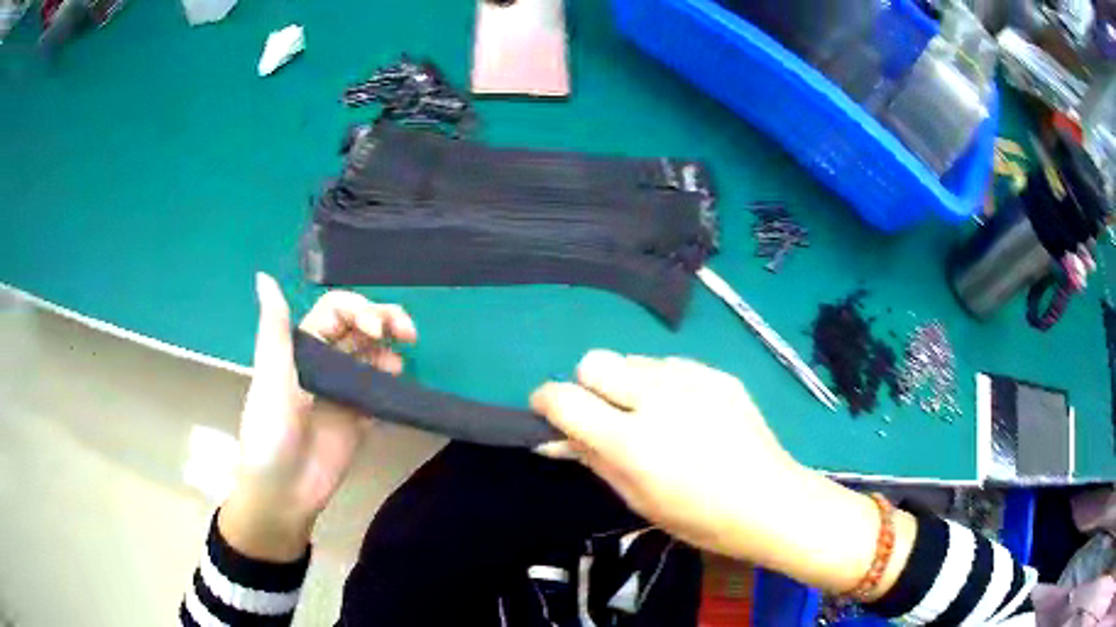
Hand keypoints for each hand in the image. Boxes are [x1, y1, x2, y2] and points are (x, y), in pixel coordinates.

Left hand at [219, 273, 417, 561]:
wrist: (283, 494)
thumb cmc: (270, 434)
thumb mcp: (271, 379)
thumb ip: (276, 330)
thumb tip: (263, 275)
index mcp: (301, 348)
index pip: (336, 311)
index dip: (359, 310)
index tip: (376, 329)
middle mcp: (323, 363)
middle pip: (358, 328)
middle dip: (384, 321)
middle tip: (408, 332)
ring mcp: (342, 391)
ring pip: (371, 356)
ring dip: (389, 350)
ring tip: (401, 363)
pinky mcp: (357, 419)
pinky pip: (379, 392)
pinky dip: (392, 384)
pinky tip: (399, 386)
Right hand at [531, 351, 914, 595]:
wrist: (770, 502)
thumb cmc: (699, 518)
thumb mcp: (637, 499)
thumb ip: (593, 459)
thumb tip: (553, 438)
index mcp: (633, 442)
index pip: (566, 399)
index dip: (546, 401)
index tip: (547, 411)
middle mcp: (659, 400)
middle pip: (596, 361)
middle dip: (588, 384)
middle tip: (606, 415)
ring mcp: (693, 381)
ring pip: (633, 359)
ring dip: (628, 383)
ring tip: (652, 415)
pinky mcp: (718, 374)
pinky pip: (671, 364)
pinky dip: (663, 383)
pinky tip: (685, 411)